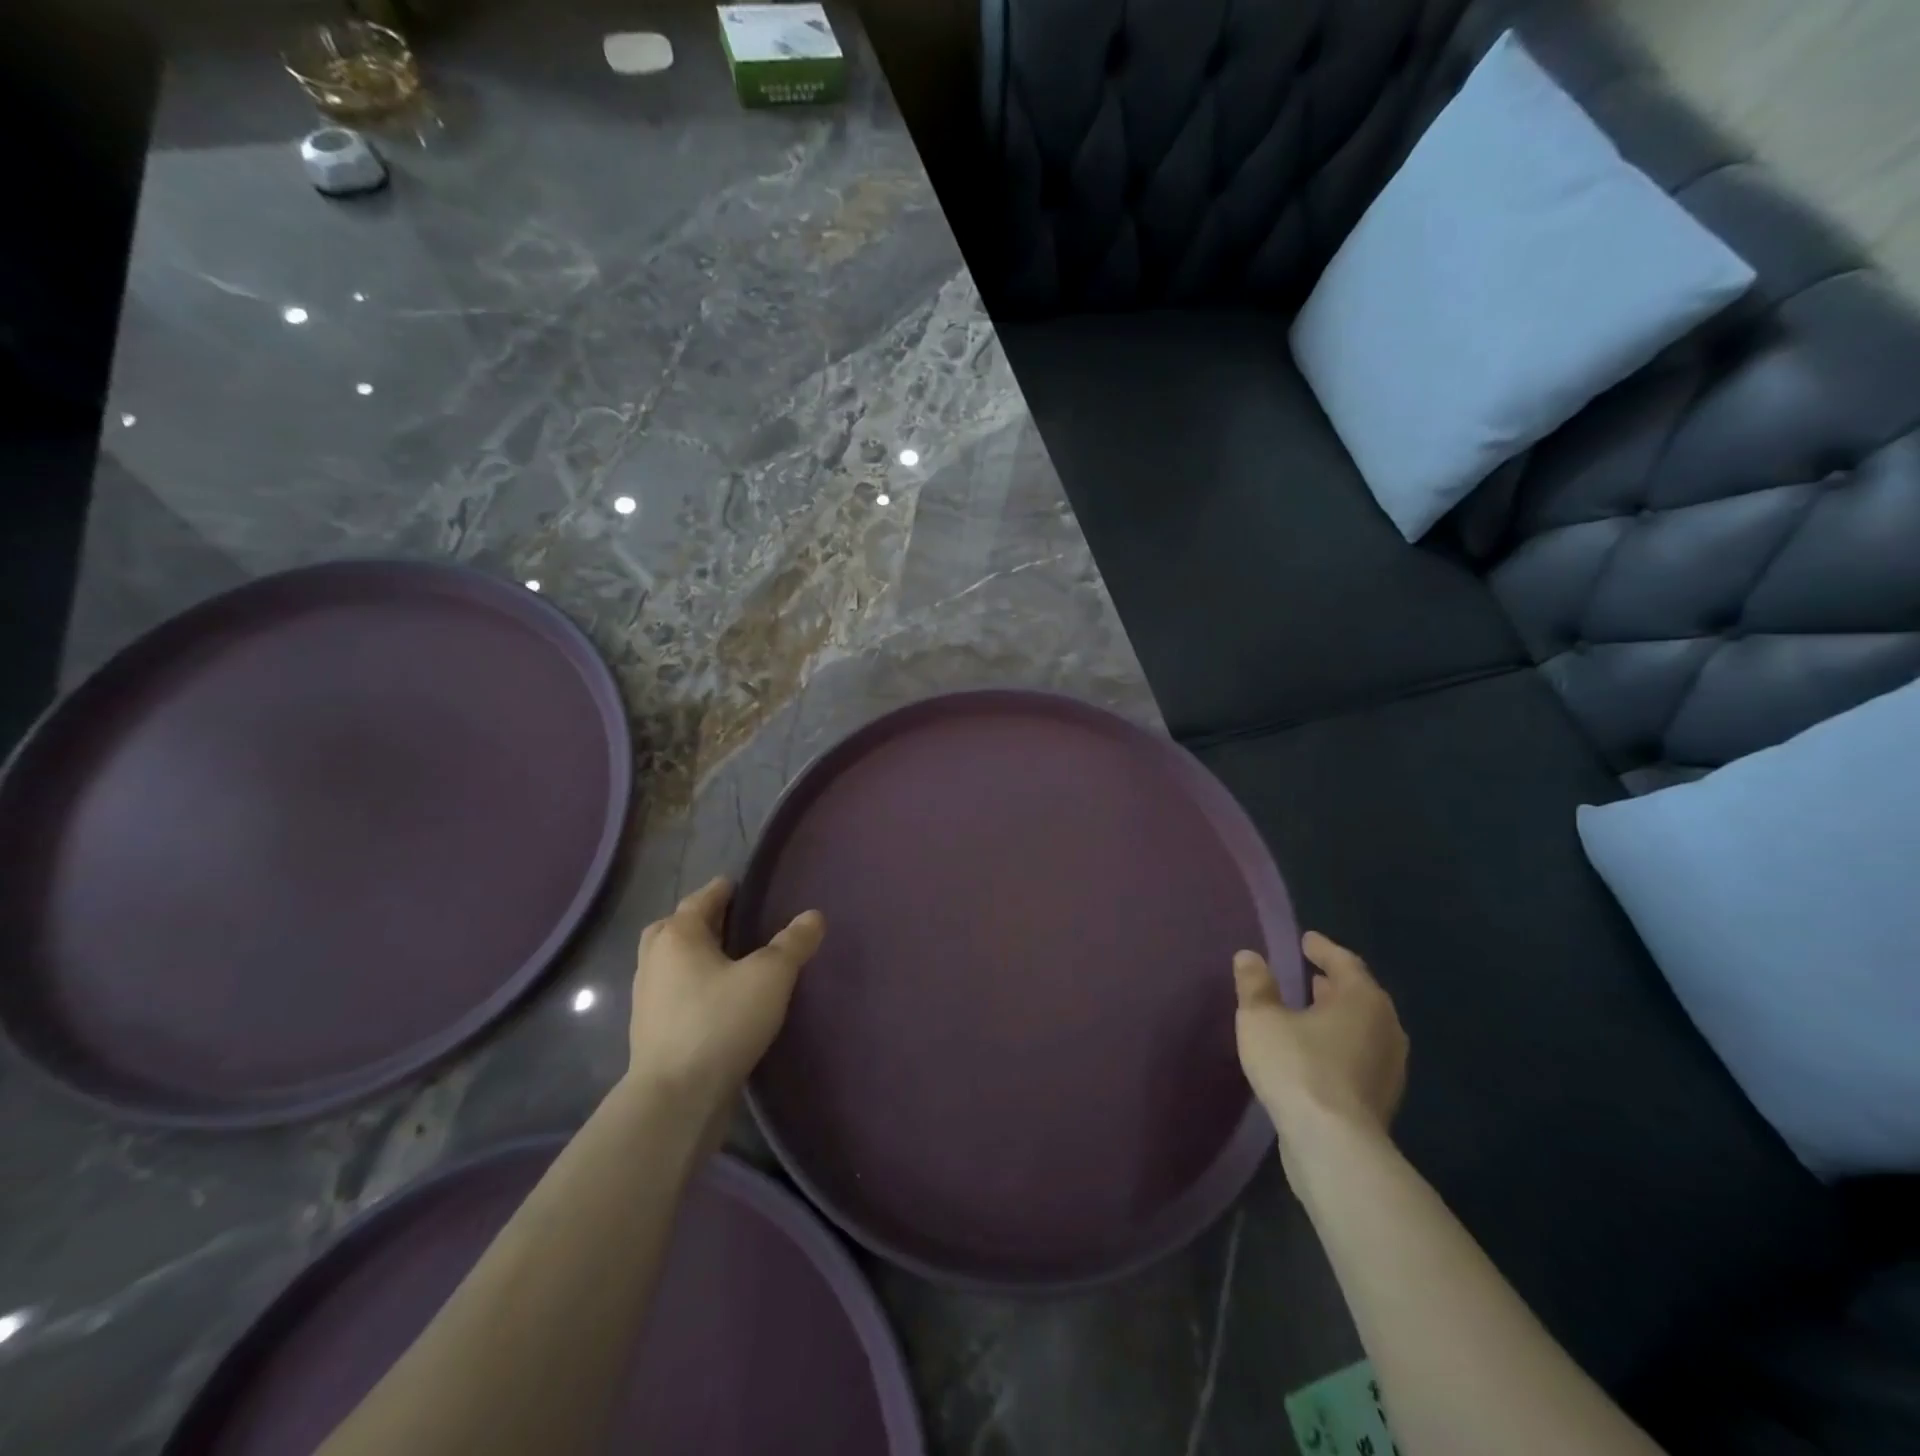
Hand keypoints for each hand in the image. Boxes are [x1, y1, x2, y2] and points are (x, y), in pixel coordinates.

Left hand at [624, 877, 824, 1112]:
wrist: (675, 1099)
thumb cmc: (720, 1022)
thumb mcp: (770, 976)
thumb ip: (793, 943)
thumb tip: (813, 915)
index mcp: (678, 936)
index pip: (700, 900)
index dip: (721, 890)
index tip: (739, 885)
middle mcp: (654, 961)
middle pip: (673, 927)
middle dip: (699, 920)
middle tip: (728, 920)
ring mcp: (647, 999)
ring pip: (668, 962)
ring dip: (691, 954)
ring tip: (726, 959)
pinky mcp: (651, 1032)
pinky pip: (671, 993)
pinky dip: (690, 985)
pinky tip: (715, 999)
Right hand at [1233, 932, 1407, 1152]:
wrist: (1333, 1146)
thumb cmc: (1297, 1067)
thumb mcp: (1261, 1018)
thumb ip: (1255, 985)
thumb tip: (1249, 956)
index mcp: (1362, 1000)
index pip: (1344, 962)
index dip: (1322, 949)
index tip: (1306, 940)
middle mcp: (1386, 1028)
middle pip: (1359, 995)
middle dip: (1334, 983)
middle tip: (1309, 974)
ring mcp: (1389, 1067)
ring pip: (1362, 1028)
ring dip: (1337, 1016)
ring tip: (1310, 1011)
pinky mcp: (1381, 1099)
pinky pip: (1360, 1056)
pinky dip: (1340, 1044)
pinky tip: (1316, 1052)